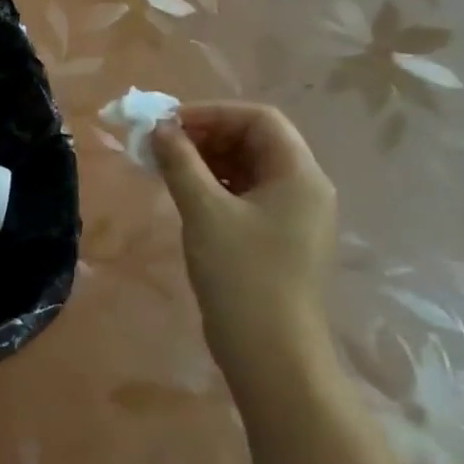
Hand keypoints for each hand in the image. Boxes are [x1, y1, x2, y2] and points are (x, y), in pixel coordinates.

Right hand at [149, 102, 337, 390]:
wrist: (271, 351)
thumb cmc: (241, 274)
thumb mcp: (204, 211)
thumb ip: (180, 162)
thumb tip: (160, 127)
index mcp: (299, 175)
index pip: (259, 119)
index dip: (212, 112)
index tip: (169, 123)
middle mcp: (303, 188)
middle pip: (254, 140)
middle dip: (205, 134)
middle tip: (160, 143)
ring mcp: (292, 215)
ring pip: (247, 167)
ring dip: (205, 158)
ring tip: (164, 166)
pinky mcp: (276, 237)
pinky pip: (244, 193)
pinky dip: (212, 183)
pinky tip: (183, 192)